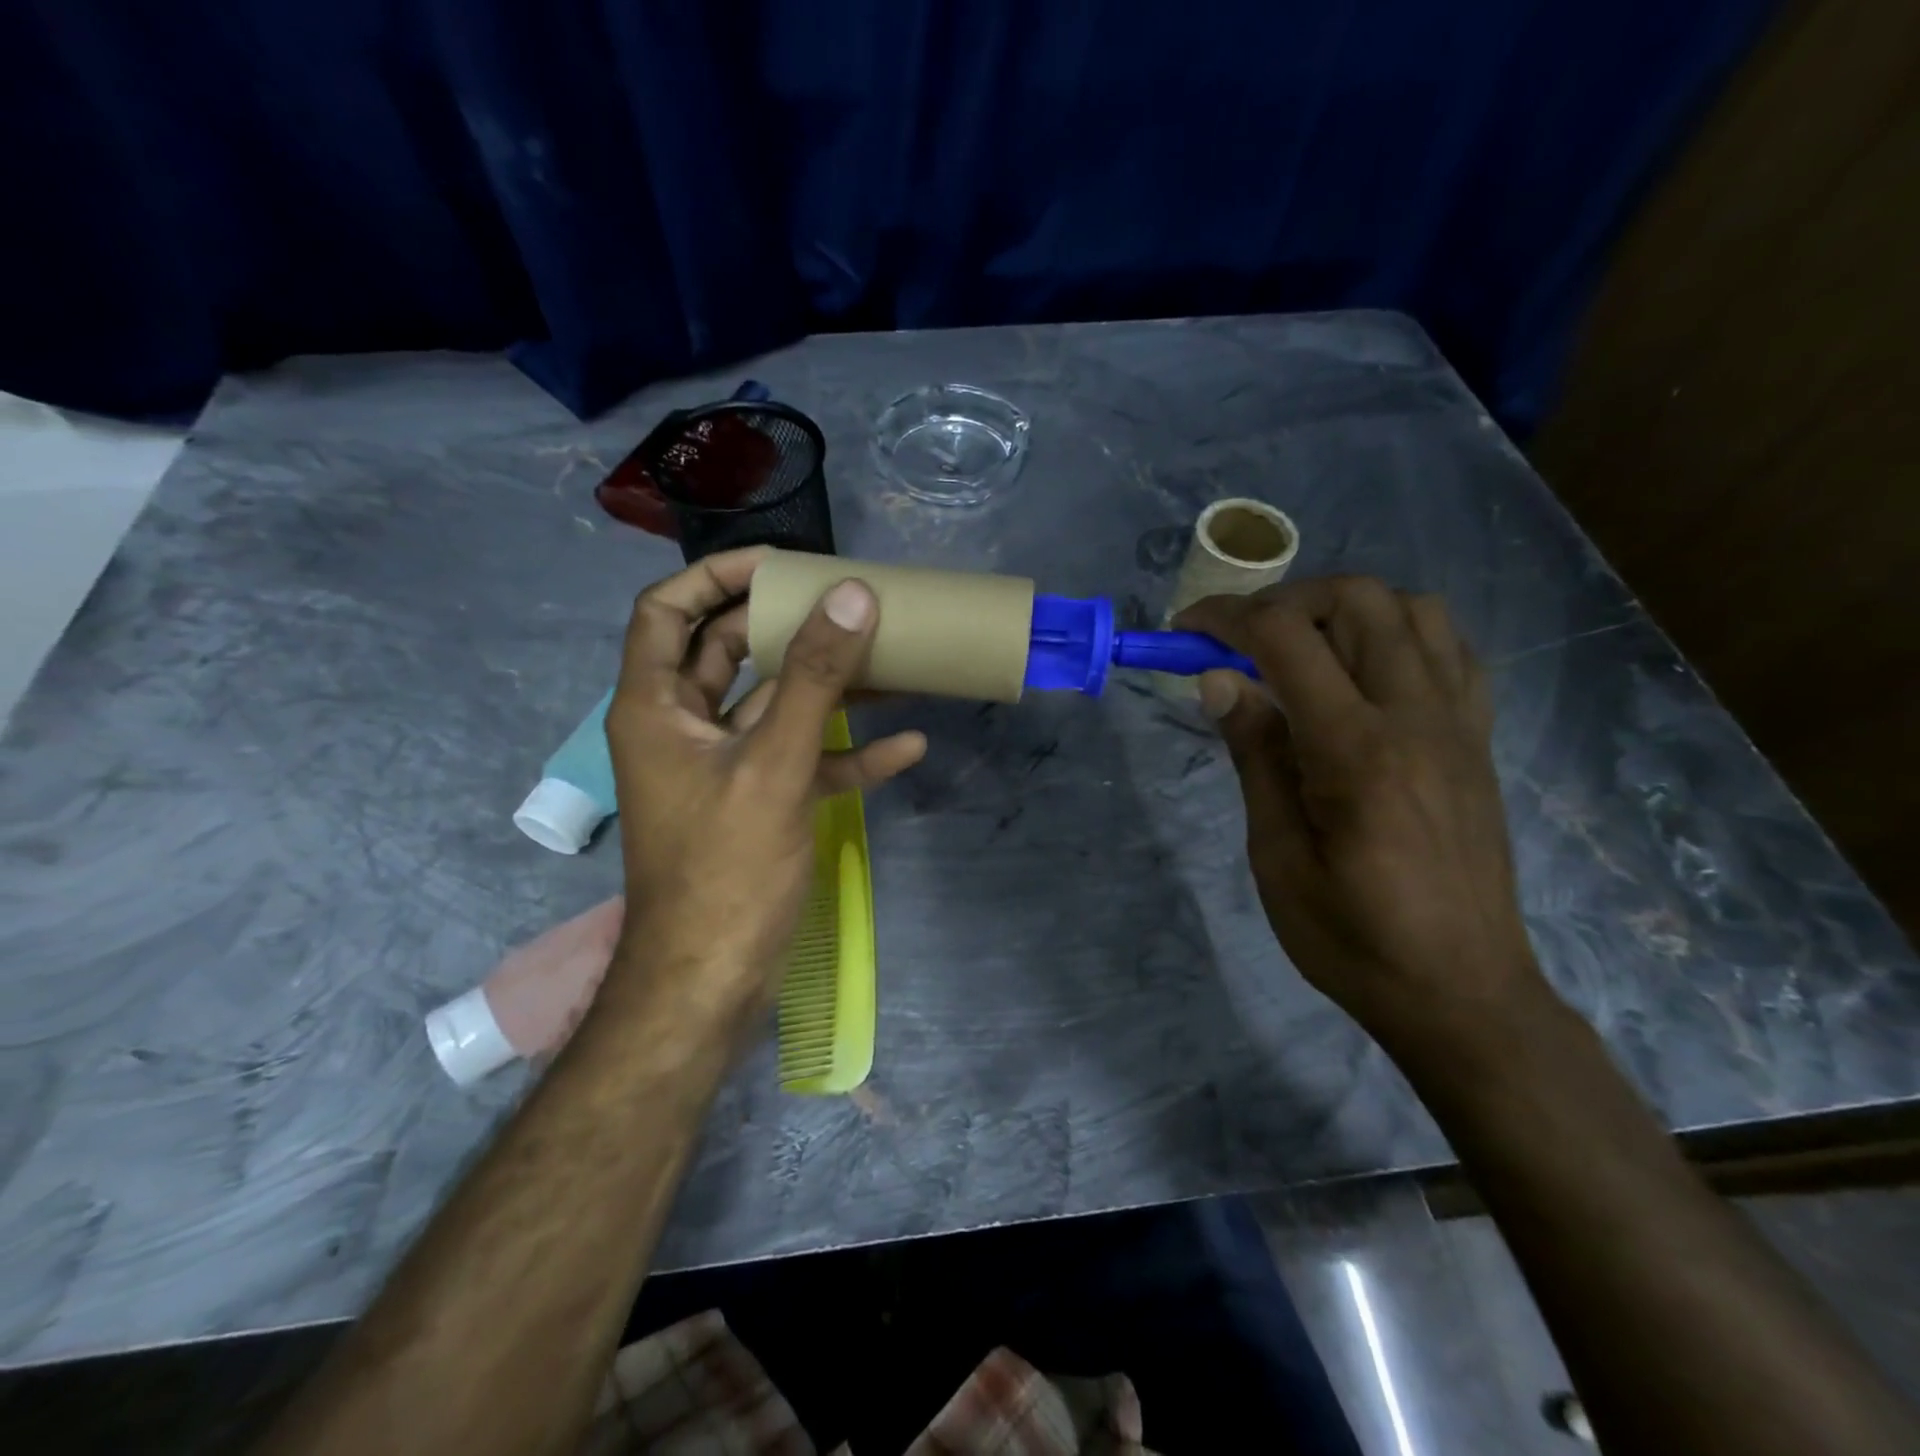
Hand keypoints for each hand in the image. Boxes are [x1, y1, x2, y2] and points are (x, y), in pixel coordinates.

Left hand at [605, 548, 925, 1036]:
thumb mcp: (774, 766)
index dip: (718, 576)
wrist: (712, 982)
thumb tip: (853, 596)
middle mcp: (685, 728)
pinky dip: (848, 752)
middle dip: (789, 626)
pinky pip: (805, 761)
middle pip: (732, 652)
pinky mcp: (759, 804)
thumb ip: (812, 679)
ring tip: (893, 663)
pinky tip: (907, 748)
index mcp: (658, 707)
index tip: (783, 564)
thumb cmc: (726, 869)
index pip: (669, 611)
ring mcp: (725, 768)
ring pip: (777, 706)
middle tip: (850, 603)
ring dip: (830, 687)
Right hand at [1176, 576, 1545, 1051]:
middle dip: (1284, 601)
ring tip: (1299, 651)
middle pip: (1357, 600)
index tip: (1185, 629)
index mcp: (1356, 749)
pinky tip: (1362, 672)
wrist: (1461, 992)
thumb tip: (1220, 680)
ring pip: (1412, 610)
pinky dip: (1398, 634)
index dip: (1226, 618)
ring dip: (1343, 610)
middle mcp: (1417, 717)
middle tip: (1238, 641)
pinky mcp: (1478, 740)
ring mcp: (1459, 723)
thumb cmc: (1350, 936)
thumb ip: (1255, 754)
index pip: (1285, 639)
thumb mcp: (1276, 854)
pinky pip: (1450, 650)